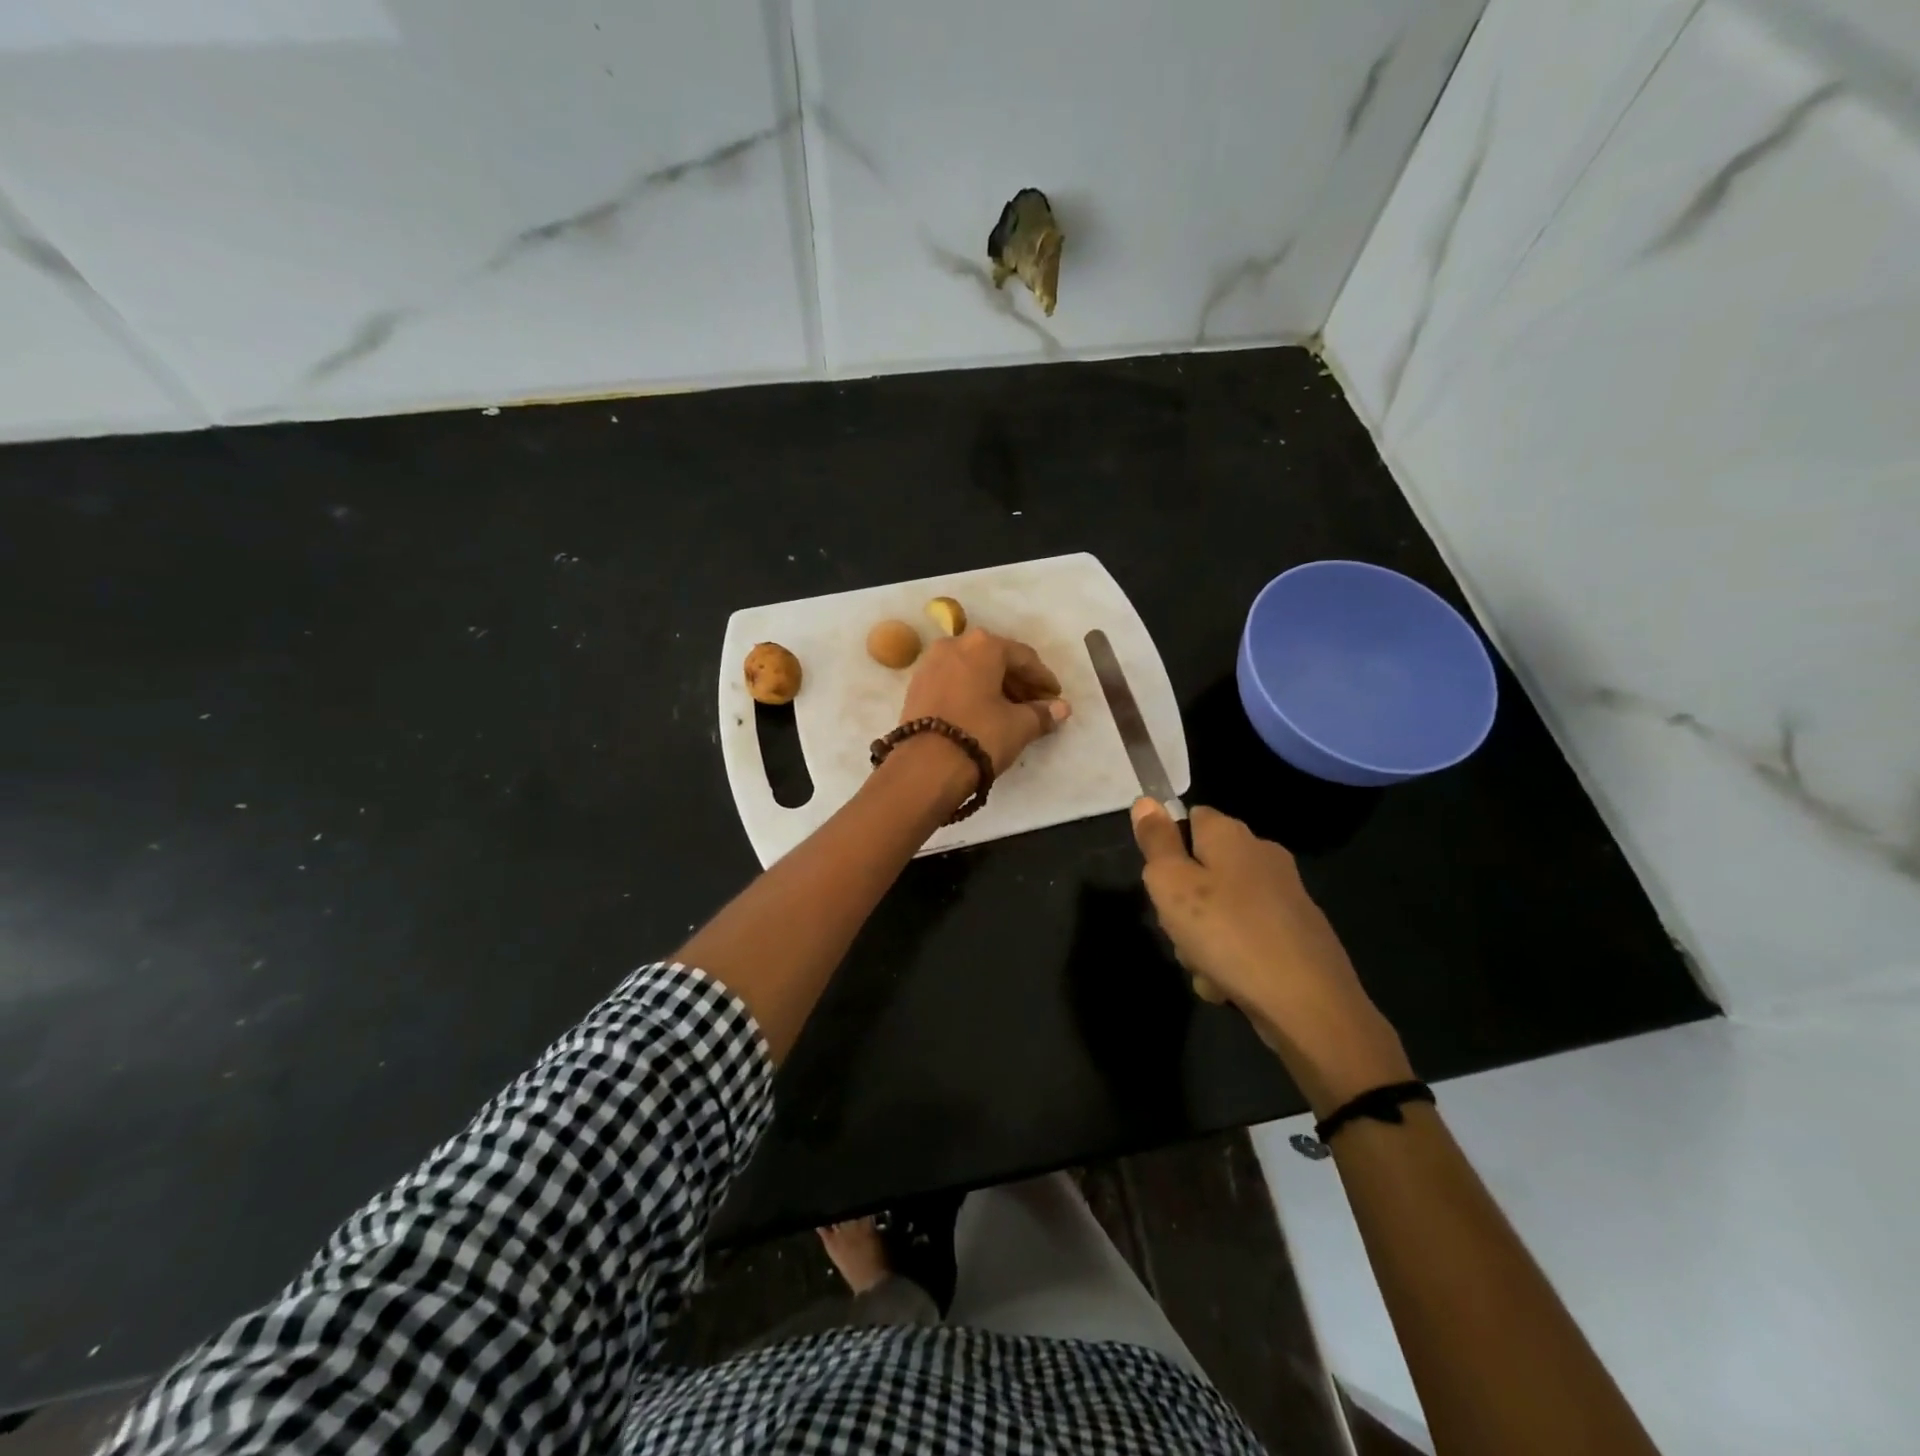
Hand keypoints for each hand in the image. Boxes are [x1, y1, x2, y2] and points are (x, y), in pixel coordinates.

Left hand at [900, 628, 1070, 774]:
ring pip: (973, 670)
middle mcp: (954, 644)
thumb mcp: (1018, 726)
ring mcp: (930, 663)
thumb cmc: (980, 735)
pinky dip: (972, 692)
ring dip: (995, 687)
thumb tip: (1062, 708)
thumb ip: (1042, 713)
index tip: (1056, 698)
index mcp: (983, 645)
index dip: (1043, 679)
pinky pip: (953, 681)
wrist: (925, 766)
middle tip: (1036, 706)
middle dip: (1019, 682)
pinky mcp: (916, 685)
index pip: (1024, 658)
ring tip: (1013, 712)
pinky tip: (984, 713)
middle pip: (996, 660)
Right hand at [1132, 799, 1411, 1112]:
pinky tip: (1227, 985)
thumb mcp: (1172, 883)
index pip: (1190, 817)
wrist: (1308, 1004)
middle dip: (1182, 902)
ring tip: (1203, 967)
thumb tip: (1146, 801)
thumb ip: (1156, 842)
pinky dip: (1231, 958)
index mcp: (1232, 835)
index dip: (1167, 846)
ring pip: (1221, 908)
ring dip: (1202, 937)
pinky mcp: (1297, 934)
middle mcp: (1262, 855)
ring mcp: (1284, 896)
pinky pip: (1246, 937)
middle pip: (1203, 868)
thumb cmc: (1228, 933)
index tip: (1160, 882)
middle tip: (1177, 930)